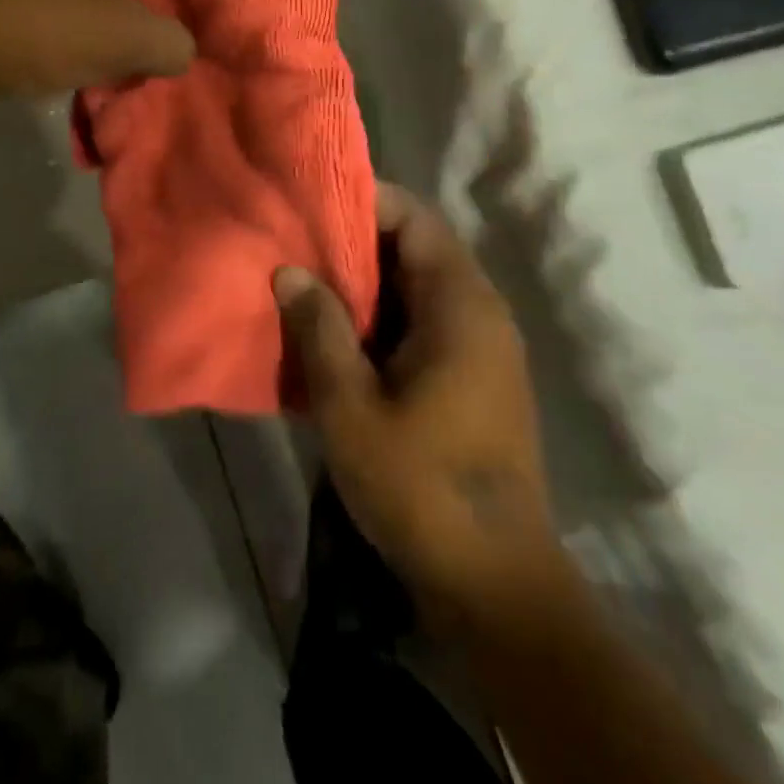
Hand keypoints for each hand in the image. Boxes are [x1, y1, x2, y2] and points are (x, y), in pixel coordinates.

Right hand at [275, 184, 569, 626]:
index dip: (366, 202)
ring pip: (418, 289)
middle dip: (356, 243)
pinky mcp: (475, 379)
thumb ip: (319, 330)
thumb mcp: (351, 406)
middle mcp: (480, 313)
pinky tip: (337, 337)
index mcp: (460, 306)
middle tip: (297, 243)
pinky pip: (425, 323)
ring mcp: (482, 348)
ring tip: (307, 283)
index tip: (313, 204)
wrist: (493, 581)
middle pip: (417, 250)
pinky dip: (383, 319)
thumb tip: (290, 271)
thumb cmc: (420, 485)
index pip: (416, 220)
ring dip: (367, 284)